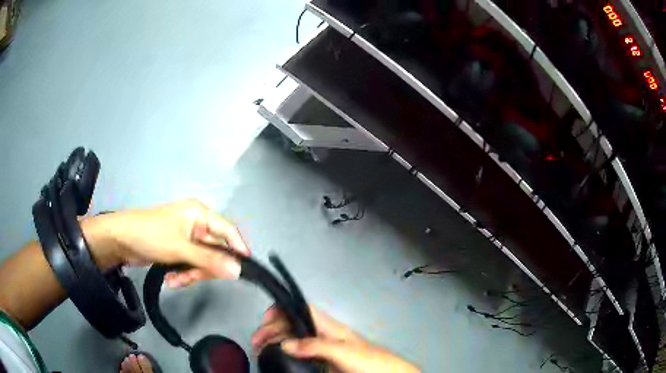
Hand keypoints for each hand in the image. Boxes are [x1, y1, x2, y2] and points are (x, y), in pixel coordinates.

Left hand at [84, 199, 249, 285]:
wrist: (121, 239)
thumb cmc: (151, 236)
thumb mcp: (180, 249)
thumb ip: (210, 260)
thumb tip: (239, 271)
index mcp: (200, 214)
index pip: (228, 230)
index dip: (238, 249)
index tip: (244, 270)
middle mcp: (196, 225)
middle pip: (215, 251)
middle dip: (204, 268)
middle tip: (193, 278)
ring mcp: (186, 238)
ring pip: (202, 261)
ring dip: (191, 274)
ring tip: (176, 280)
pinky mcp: (177, 249)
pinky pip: (190, 265)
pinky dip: (183, 274)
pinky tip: (171, 280)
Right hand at [251, 305, 419, 372]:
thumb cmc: (369, 361)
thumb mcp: (344, 351)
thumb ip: (315, 346)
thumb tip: (284, 344)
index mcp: (329, 327)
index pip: (302, 309)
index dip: (283, 308)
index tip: (265, 319)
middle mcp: (322, 336)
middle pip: (293, 325)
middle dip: (273, 328)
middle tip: (256, 342)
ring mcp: (321, 351)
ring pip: (293, 341)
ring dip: (275, 342)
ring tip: (260, 351)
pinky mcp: (321, 364)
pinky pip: (298, 356)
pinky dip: (284, 355)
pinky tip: (275, 360)